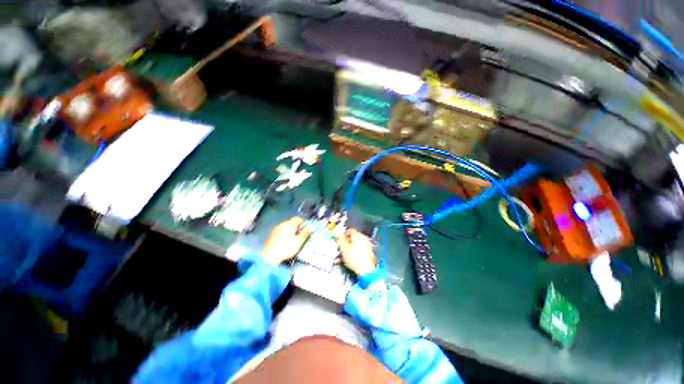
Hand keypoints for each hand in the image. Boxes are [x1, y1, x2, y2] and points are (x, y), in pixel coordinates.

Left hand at [262, 217, 312, 264]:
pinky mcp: (271, 235)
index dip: (303, 223)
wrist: (269, 256)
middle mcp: (282, 224)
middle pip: (291, 222)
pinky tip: (284, 242)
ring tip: (292, 240)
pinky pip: (280, 231)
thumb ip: (306, 233)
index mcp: (290, 224)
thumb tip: (311, 227)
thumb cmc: (286, 248)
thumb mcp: (299, 241)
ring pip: (285, 227)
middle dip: (296, 227)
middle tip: (300, 235)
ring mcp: (275, 229)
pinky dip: (283, 234)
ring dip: (290, 231)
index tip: (305, 229)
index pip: (298, 218)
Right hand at [335, 229, 376, 275]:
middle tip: (339, 249)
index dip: (343, 234)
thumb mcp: (344, 248)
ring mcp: (367, 246)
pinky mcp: (368, 253)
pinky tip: (347, 260)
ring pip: (355, 245)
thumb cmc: (354, 257)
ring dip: (347, 250)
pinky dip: (353, 253)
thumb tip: (337, 232)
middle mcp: (364, 238)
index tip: (338, 241)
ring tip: (341, 257)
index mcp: (358, 235)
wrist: (367, 270)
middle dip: (345, 243)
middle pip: (352, 238)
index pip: (350, 230)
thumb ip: (340, 239)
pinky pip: (359, 250)